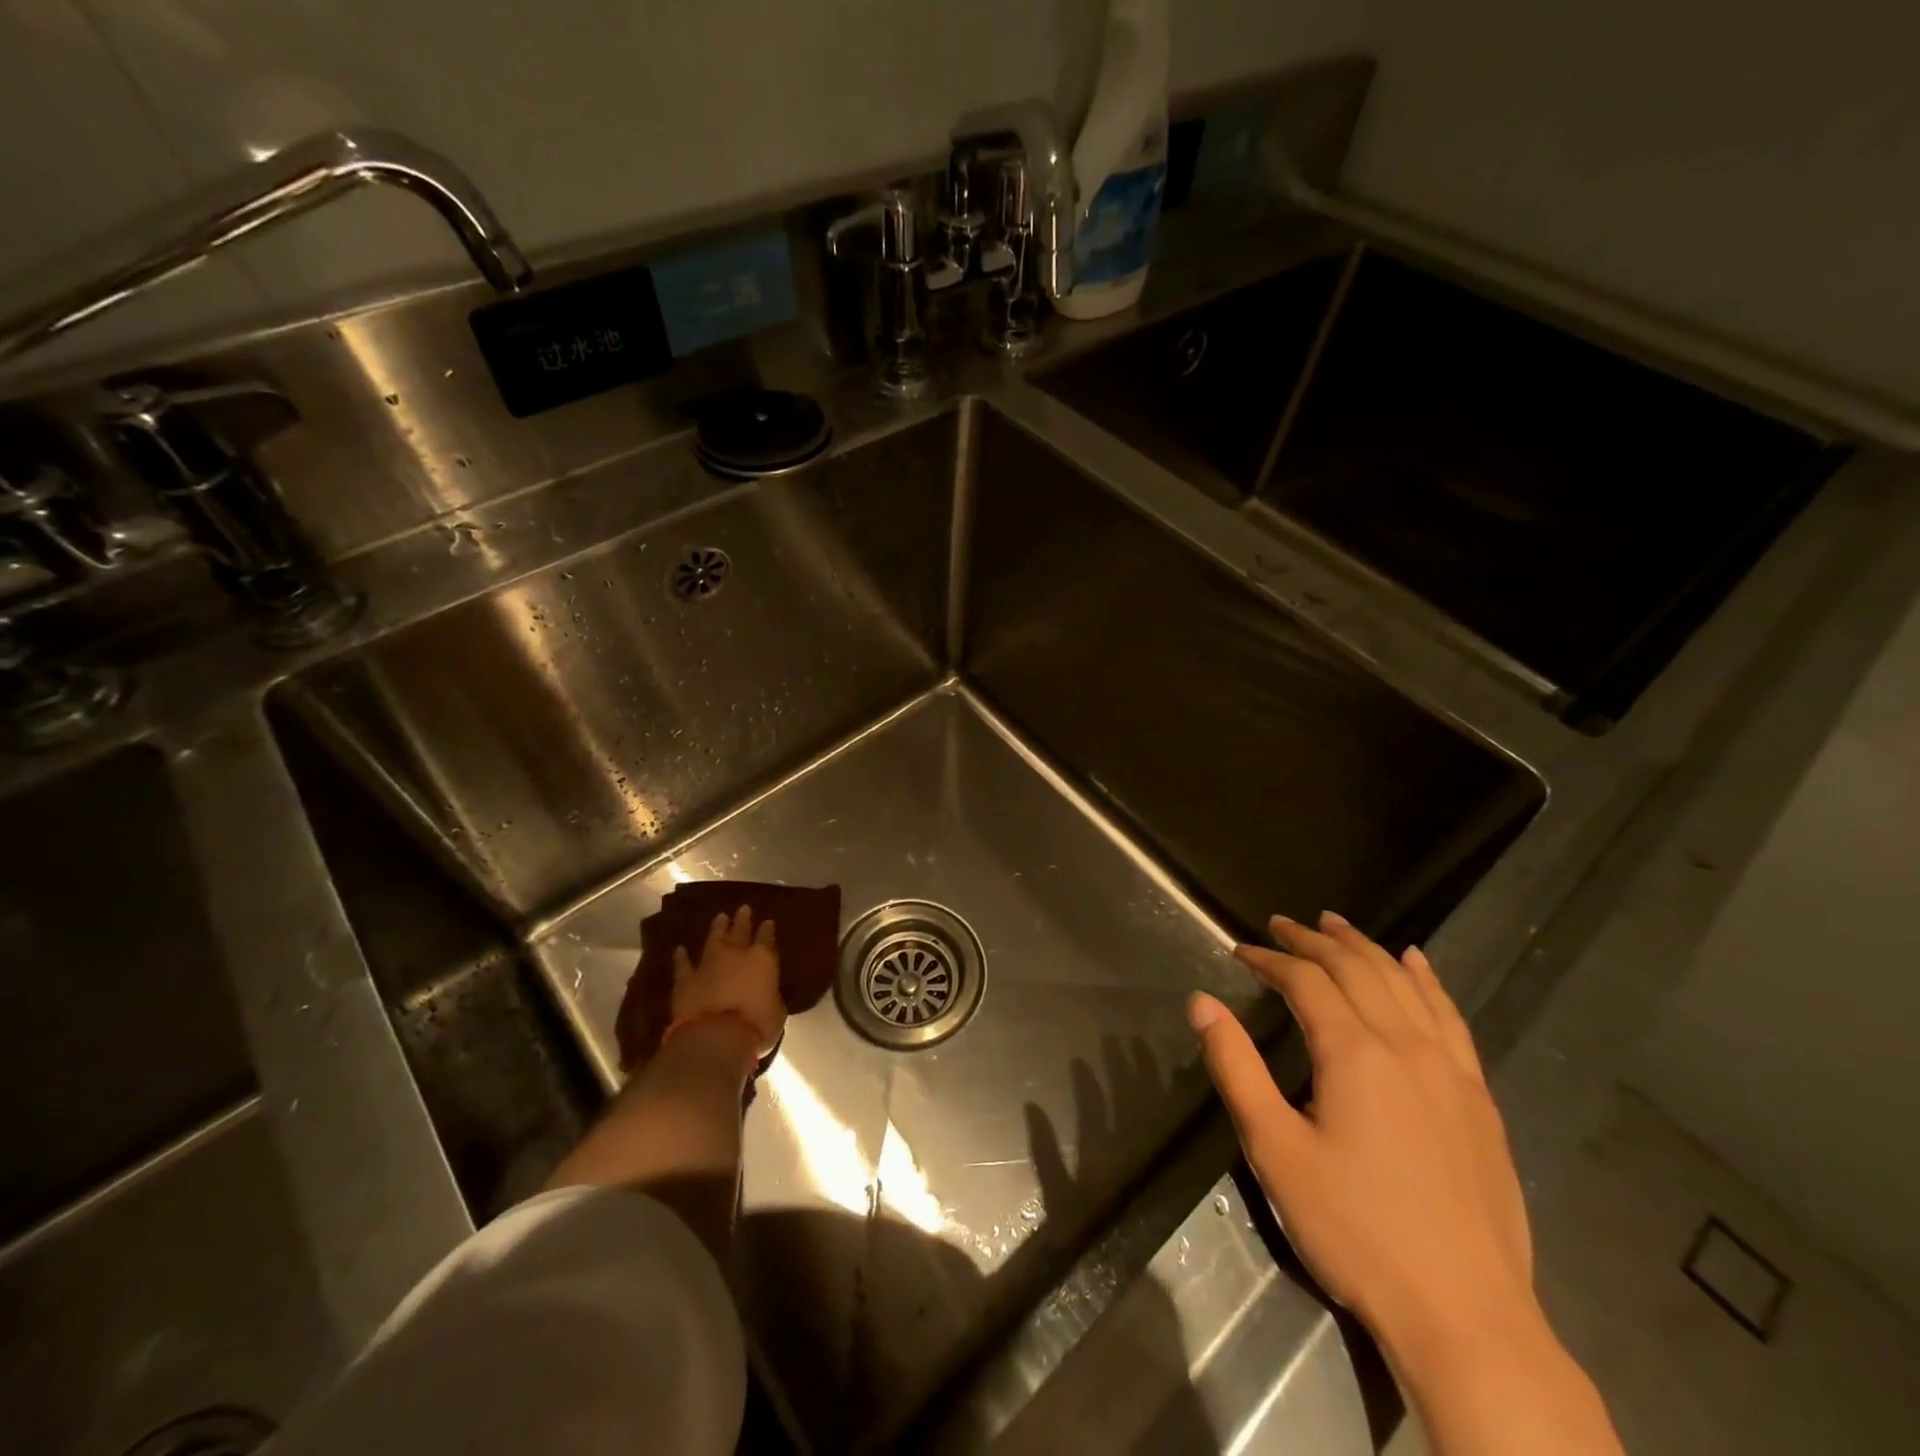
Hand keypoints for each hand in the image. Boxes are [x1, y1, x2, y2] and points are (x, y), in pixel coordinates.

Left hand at [671, 906, 785, 1059]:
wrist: (716, 1036)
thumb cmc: (757, 1024)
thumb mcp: (777, 1010)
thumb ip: (771, 997)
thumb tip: (768, 995)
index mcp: (763, 959)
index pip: (767, 938)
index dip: (767, 930)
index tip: (768, 922)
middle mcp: (735, 954)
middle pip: (740, 931)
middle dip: (742, 920)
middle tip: (743, 908)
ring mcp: (708, 964)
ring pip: (713, 939)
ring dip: (717, 928)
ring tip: (720, 917)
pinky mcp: (686, 980)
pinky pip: (683, 965)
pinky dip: (681, 957)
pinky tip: (680, 949)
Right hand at [1187, 911, 1532, 1355]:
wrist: (1465, 1316)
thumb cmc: (1354, 1230)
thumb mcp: (1274, 1149)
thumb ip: (1235, 1067)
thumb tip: (1201, 1002)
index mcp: (1353, 1053)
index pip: (1305, 981)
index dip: (1269, 959)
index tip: (1239, 951)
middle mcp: (1404, 1044)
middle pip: (1355, 969)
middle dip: (1312, 941)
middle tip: (1280, 924)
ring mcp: (1449, 1069)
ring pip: (1403, 983)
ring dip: (1365, 947)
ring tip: (1335, 923)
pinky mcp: (1477, 1097)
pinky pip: (1450, 1017)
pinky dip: (1427, 980)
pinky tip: (1416, 963)